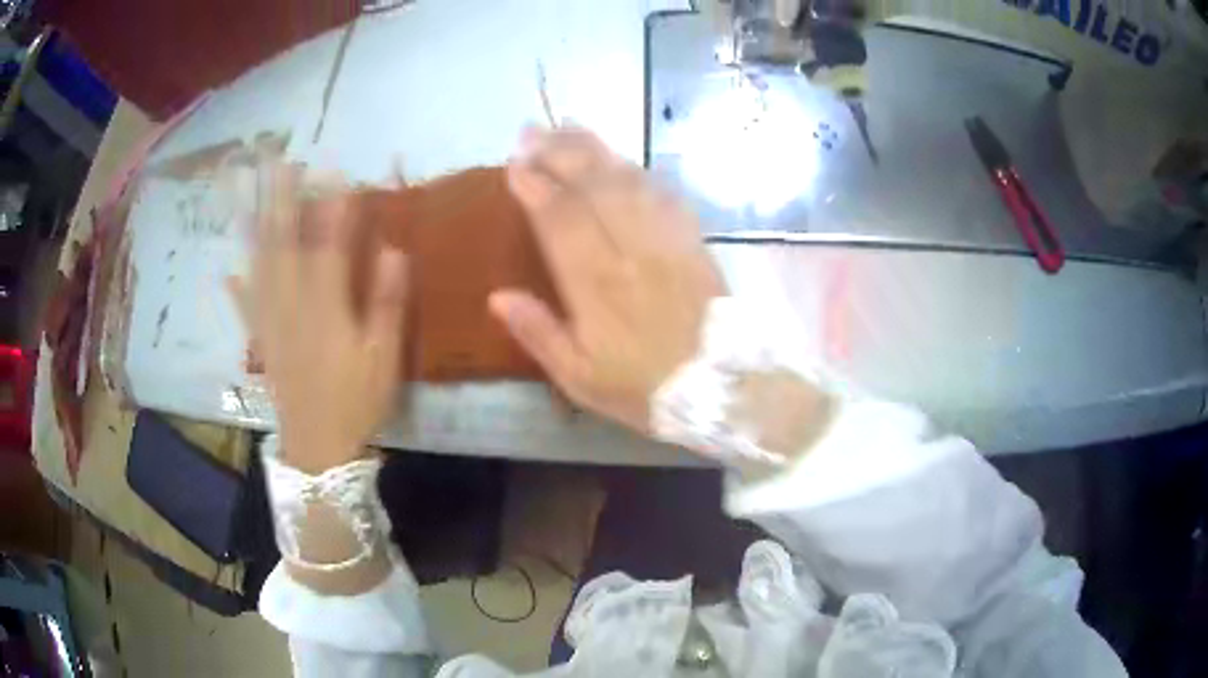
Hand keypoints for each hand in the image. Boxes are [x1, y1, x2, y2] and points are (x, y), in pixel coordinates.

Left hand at [228, 164, 407, 473]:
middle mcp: (291, 305)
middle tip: (278, 163)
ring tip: (250, 195)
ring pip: (260, 267)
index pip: (326, 244)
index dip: (330, 205)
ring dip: (256, 228)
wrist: (319, 447)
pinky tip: (228, 272)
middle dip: (281, 200)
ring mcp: (271, 323)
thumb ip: (387, 302)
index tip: (332, 170)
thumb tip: (393, 250)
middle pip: (284, 244)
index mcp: (325, 307)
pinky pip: (245, 309)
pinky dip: (236, 288)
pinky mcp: (262, 342)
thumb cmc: (357, 401)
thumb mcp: (385, 357)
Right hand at [490, 126, 726, 432]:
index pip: (559, 219)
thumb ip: (538, 334)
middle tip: (533, 131)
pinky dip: (639, 172)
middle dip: (560, 153)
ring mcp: (667, 241)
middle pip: (593, 186)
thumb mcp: (580, 379)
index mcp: (597, 284)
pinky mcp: (693, 241)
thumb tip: (497, 296)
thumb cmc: (645, 388)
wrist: (724, 387)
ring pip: (628, 181)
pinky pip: (664, 195)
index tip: (514, 163)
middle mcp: (631, 250)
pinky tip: (624, 161)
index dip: (535, 186)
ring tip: (569, 128)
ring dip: (596, 150)